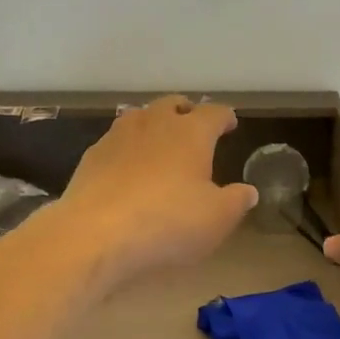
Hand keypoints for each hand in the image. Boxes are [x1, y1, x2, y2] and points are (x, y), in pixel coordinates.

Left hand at [56, 96, 257, 289]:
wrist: (95, 234)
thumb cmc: (168, 222)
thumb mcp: (217, 218)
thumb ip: (236, 201)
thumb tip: (248, 191)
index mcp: (191, 132)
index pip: (214, 113)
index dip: (225, 117)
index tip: (230, 124)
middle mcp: (154, 123)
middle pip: (172, 104)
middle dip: (186, 111)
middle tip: (193, 125)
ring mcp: (118, 136)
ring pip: (139, 117)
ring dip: (153, 124)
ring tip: (159, 141)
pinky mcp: (92, 157)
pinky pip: (115, 141)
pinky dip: (127, 148)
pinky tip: (127, 167)